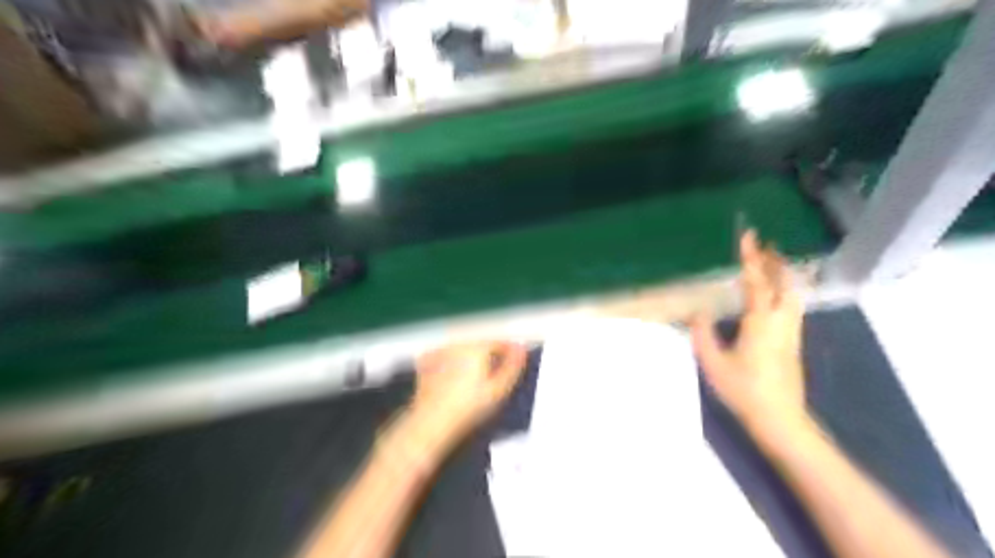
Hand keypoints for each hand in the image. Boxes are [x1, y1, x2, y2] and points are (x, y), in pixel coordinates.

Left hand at [405, 341, 531, 449]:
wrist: (431, 421)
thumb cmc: (468, 408)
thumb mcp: (498, 390)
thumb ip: (512, 367)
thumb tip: (521, 349)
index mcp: (476, 346)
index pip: (498, 340)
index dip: (509, 349)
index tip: (515, 360)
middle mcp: (457, 342)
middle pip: (480, 341)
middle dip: (489, 351)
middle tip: (495, 371)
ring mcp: (440, 349)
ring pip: (462, 345)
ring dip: (471, 354)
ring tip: (475, 375)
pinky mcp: (426, 359)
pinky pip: (445, 353)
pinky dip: (452, 359)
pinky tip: (454, 375)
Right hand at [694, 228, 806, 434]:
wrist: (780, 418)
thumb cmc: (743, 390)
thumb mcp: (713, 363)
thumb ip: (703, 334)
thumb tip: (698, 311)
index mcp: (760, 322)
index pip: (756, 282)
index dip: (751, 258)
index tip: (749, 236)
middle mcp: (780, 322)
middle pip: (783, 283)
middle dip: (774, 261)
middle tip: (764, 245)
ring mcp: (791, 332)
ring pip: (793, 294)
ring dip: (783, 274)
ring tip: (773, 263)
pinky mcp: (794, 343)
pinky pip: (792, 306)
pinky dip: (786, 290)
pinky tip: (777, 294)